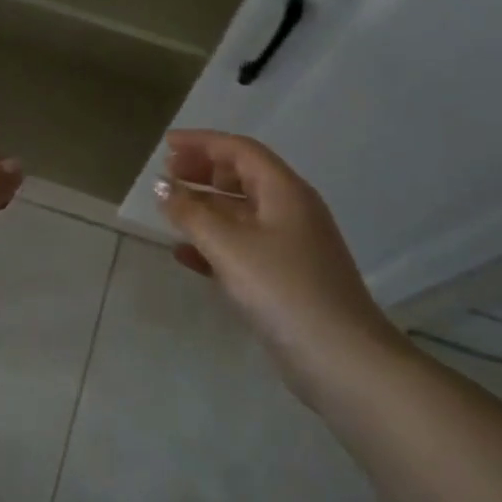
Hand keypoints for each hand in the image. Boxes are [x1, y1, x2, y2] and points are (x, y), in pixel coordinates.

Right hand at [157, 130, 397, 396]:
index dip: (202, 143)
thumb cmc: (283, 289)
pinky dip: (213, 243)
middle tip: (167, 173)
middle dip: (204, 171)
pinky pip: (242, 247)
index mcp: (285, 192)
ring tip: (170, 209)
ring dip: (205, 207)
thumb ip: (191, 213)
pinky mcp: (285, 278)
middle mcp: (291, 211)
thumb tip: (161, 187)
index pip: (240, 150)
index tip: (166, 145)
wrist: (340, 358)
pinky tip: (185, 255)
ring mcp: (290, 246)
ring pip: (241, 213)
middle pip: (243, 177)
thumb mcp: (229, 246)